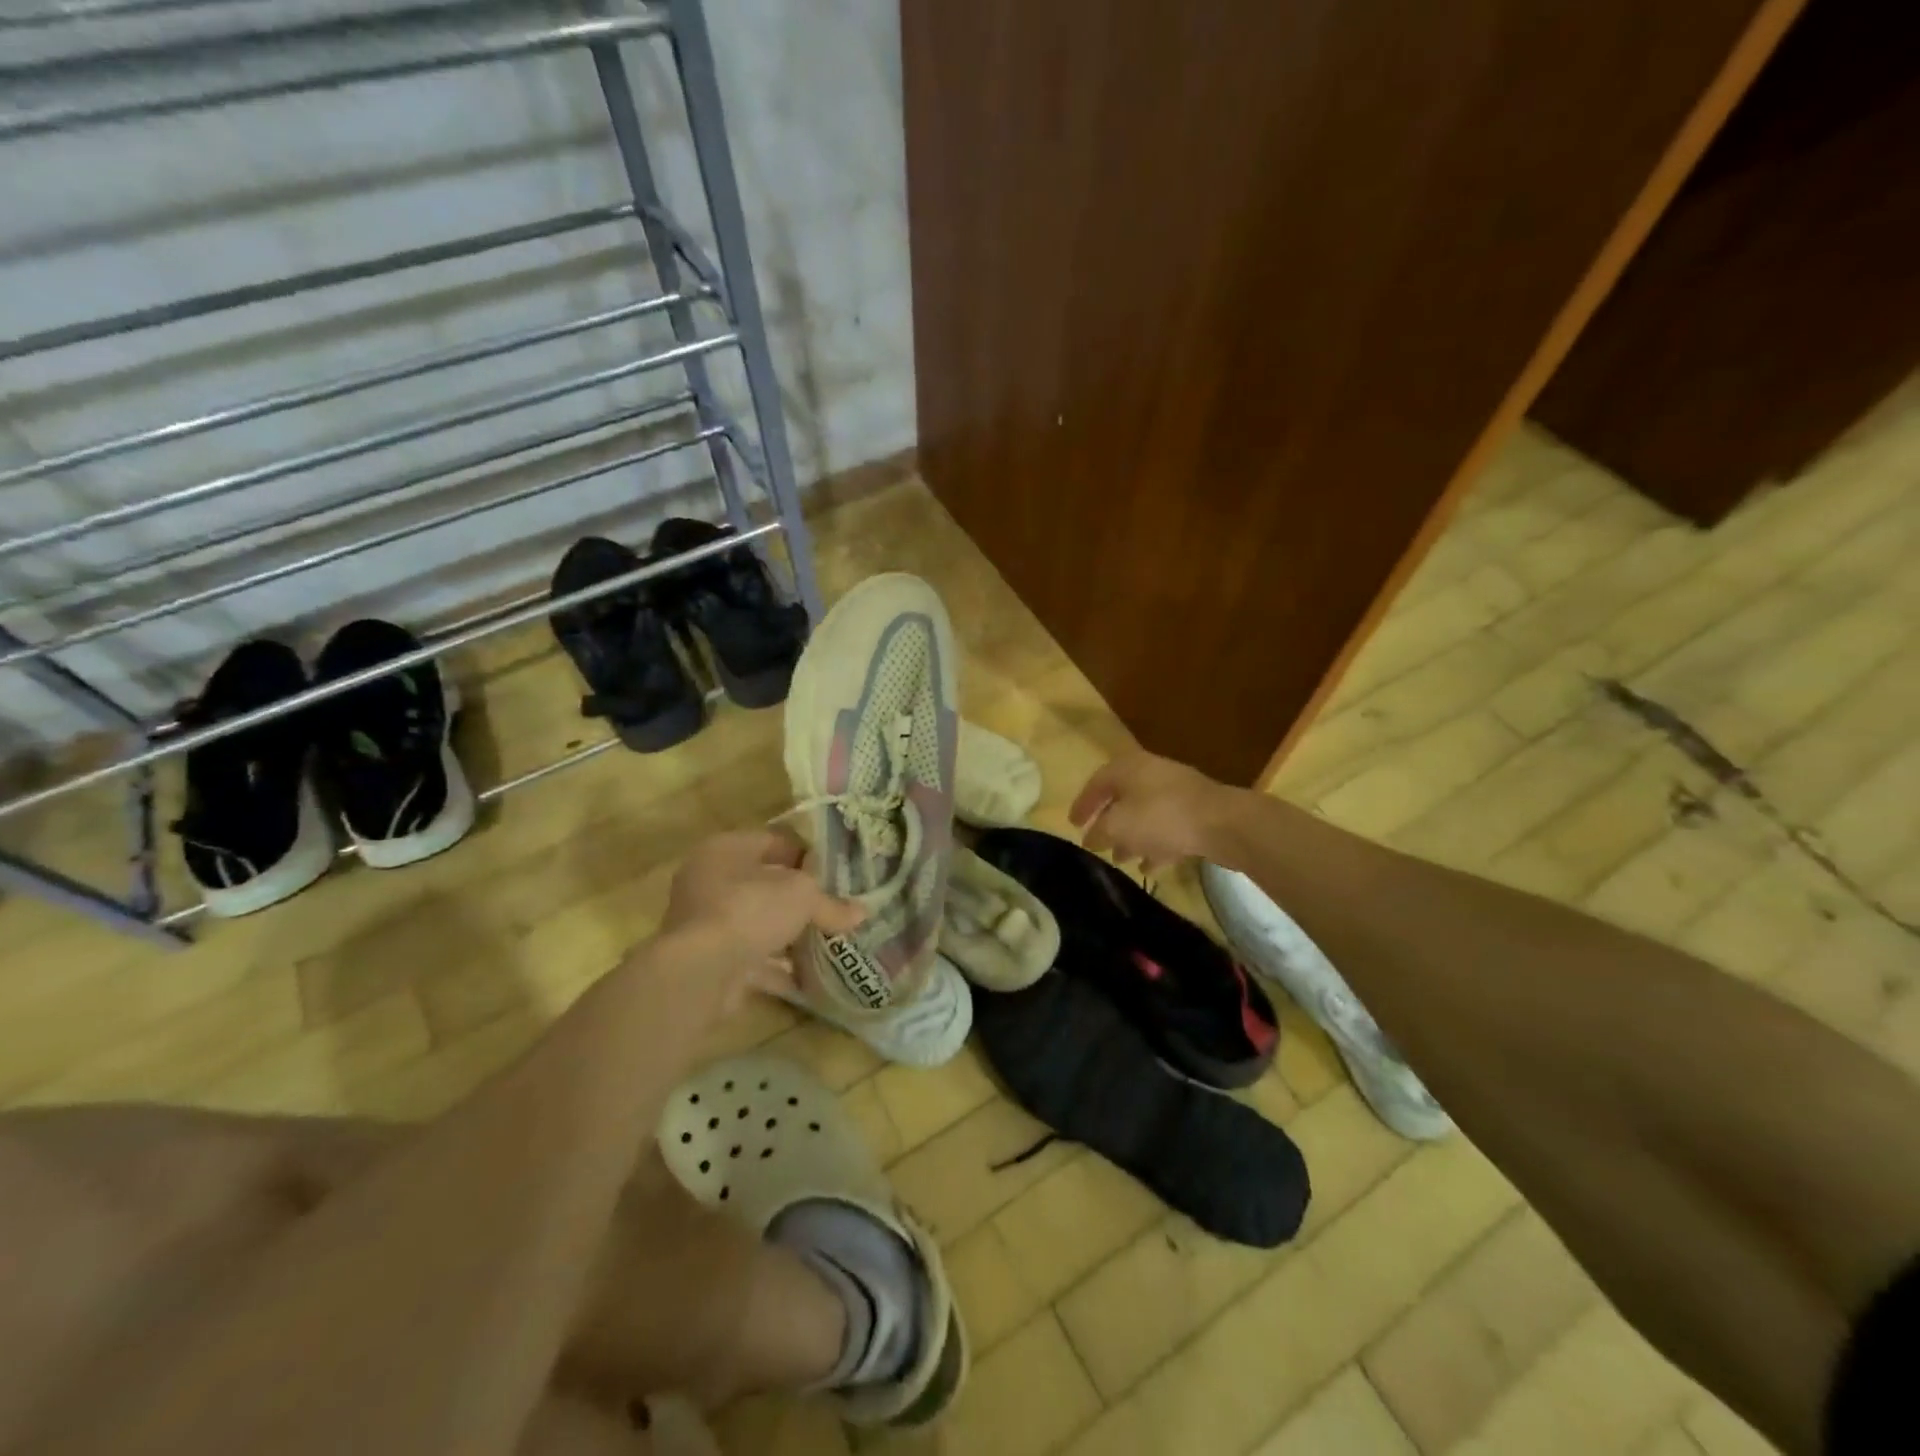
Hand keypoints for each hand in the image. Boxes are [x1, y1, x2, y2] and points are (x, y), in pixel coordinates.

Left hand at [652, 829, 864, 1015]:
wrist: (699, 972)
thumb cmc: (750, 910)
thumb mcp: (803, 896)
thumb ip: (831, 904)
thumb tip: (861, 913)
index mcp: (726, 849)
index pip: (774, 841)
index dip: (807, 855)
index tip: (836, 871)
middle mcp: (709, 880)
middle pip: (765, 884)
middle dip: (799, 898)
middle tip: (835, 906)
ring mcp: (705, 923)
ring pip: (758, 923)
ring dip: (789, 934)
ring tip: (828, 941)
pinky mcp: (708, 960)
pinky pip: (753, 958)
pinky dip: (779, 966)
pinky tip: (809, 976)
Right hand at [1068, 750, 1246, 869]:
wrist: (1222, 823)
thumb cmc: (1160, 817)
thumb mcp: (1118, 826)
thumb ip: (1098, 832)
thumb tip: (1090, 838)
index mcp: (1129, 767)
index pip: (1096, 782)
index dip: (1082, 804)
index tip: (1072, 824)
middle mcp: (1151, 774)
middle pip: (1121, 798)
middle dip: (1108, 823)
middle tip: (1096, 842)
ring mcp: (1176, 793)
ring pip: (1144, 815)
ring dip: (1131, 837)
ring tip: (1120, 859)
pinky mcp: (1196, 813)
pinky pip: (1166, 828)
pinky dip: (1154, 845)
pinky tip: (1148, 866)